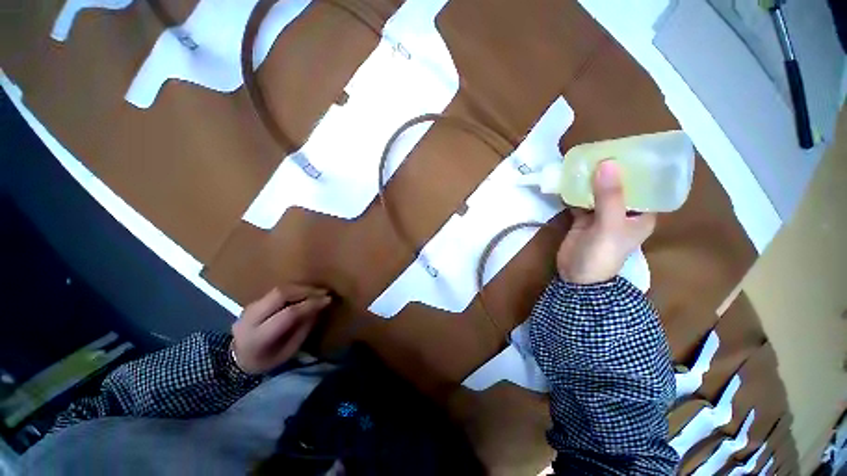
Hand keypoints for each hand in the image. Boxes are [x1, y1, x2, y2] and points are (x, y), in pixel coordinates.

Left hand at [231, 285, 331, 374]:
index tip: (328, 300)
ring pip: (278, 290)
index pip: (288, 314)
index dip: (310, 305)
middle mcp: (250, 318)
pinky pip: (277, 291)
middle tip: (324, 292)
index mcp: (258, 338)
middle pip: (280, 295)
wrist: (238, 359)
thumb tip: (318, 308)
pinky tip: (306, 292)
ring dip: (301, 288)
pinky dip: (294, 290)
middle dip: (306, 291)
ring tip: (318, 291)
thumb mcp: (288, 352)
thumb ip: (303, 329)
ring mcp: (249, 307)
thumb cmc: (267, 361)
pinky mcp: (253, 301)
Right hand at [557, 160, 656, 284]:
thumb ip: (609, 196)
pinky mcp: (582, 220)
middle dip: (609, 171)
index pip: (646, 185)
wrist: (576, 277)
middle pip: (618, 186)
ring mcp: (601, 216)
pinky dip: (574, 192)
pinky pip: (580, 201)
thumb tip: (607, 162)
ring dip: (589, 180)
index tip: (627, 148)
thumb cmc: (601, 254)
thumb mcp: (609, 225)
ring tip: (582, 160)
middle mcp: (623, 212)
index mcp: (641, 214)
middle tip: (599, 150)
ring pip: (597, 192)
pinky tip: (568, 180)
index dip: (638, 167)